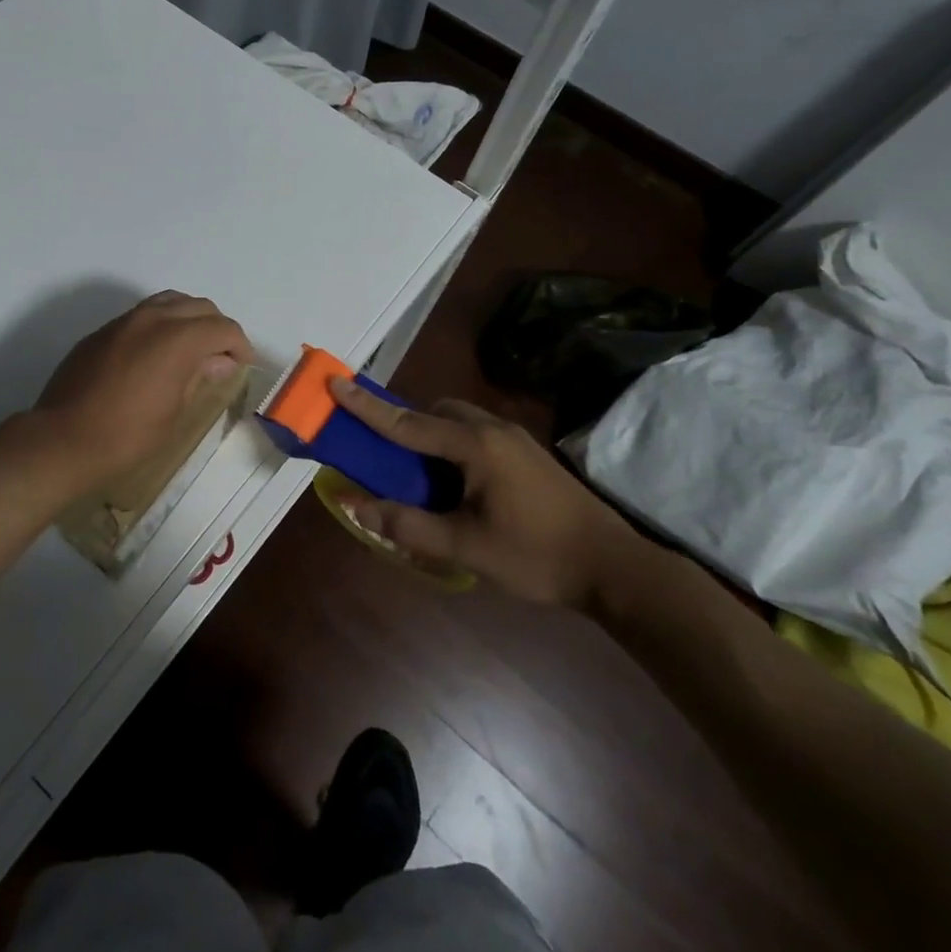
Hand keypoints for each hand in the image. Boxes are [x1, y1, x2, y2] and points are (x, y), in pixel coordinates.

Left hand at [32, 292, 253, 490]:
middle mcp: (153, 318)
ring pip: (168, 302)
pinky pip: (141, 316)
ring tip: (191, 349)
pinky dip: (160, 325)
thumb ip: (200, 376)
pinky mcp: (102, 332)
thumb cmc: (129, 435)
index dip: (239, 345)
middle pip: (198, 307)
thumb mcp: (175, 411)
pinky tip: (156, 354)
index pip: (222, 328)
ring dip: (187, 319)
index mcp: (178, 338)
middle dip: (216, 327)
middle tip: (221, 356)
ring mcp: (123, 322)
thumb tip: (218, 360)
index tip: (242, 364)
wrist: (64, 440)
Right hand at [325, 376, 649, 610]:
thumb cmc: (537, 556)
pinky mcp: (526, 454)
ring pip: (457, 421)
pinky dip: (450, 446)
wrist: (615, 568)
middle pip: (434, 412)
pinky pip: (474, 434)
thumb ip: (407, 525)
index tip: (335, 382)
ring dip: (429, 436)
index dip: (367, 406)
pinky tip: (453, 484)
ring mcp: (514, 438)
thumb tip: (355, 507)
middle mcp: (493, 429)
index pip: (407, 422)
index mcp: (475, 445)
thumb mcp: (466, 547)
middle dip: (403, 423)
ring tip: (416, 475)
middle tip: (382, 455)